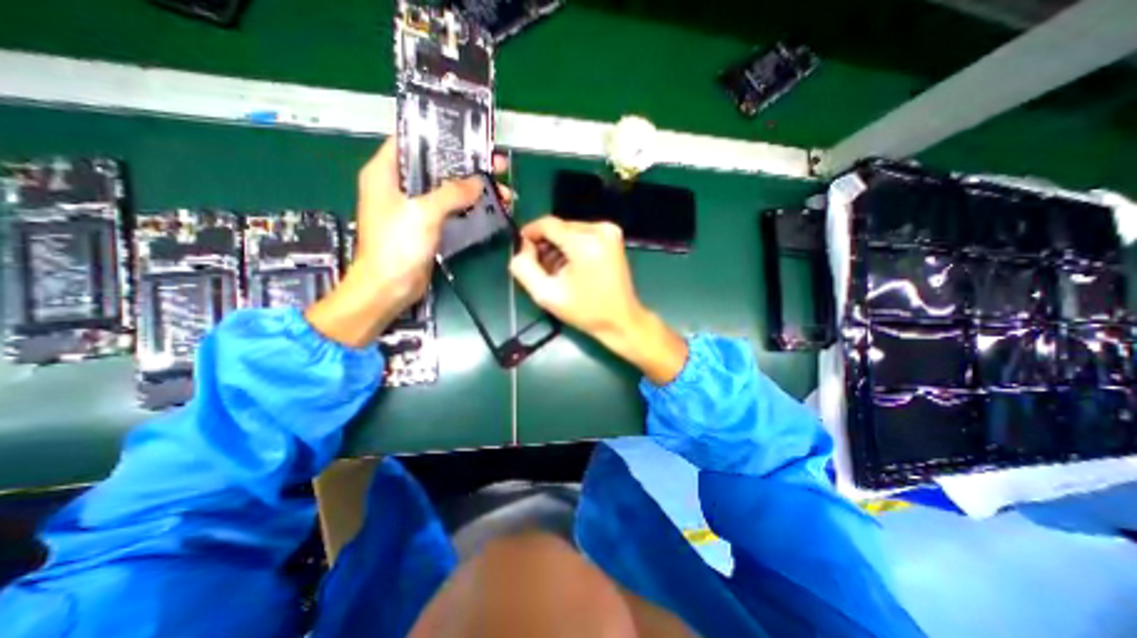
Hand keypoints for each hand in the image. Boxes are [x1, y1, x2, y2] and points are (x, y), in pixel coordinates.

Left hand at [306, 140, 488, 349]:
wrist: (390, 287)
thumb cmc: (396, 246)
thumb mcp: (423, 213)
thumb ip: (451, 193)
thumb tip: (478, 182)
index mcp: (385, 172)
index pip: (410, 140)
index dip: (439, 136)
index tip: (468, 137)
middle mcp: (398, 186)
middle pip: (435, 166)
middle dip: (466, 165)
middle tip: (495, 165)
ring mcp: (413, 207)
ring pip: (446, 189)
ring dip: (472, 189)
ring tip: (502, 191)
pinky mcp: (426, 225)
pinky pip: (449, 209)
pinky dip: (468, 207)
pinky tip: (488, 207)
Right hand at [511, 217, 687, 384]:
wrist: (621, 320)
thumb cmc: (585, 311)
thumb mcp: (547, 295)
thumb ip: (524, 268)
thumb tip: (522, 248)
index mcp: (584, 243)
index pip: (548, 224)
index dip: (530, 234)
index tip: (522, 249)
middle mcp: (599, 229)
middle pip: (559, 227)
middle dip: (545, 244)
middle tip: (540, 267)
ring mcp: (610, 231)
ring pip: (570, 230)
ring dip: (558, 246)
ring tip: (556, 271)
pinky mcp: (613, 237)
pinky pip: (583, 234)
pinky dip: (572, 247)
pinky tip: (570, 266)